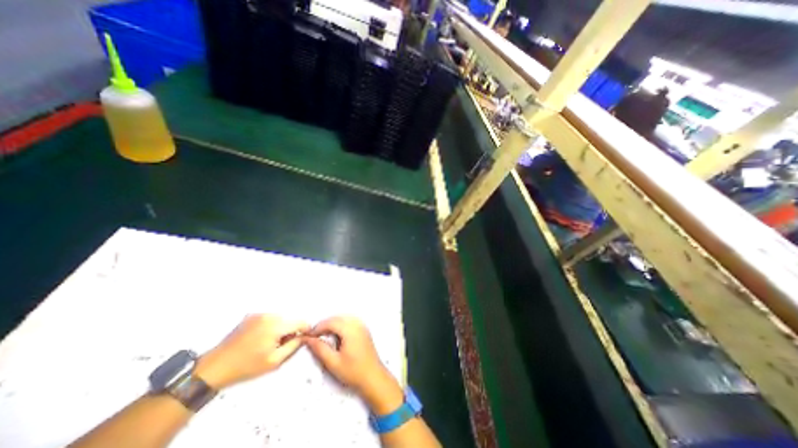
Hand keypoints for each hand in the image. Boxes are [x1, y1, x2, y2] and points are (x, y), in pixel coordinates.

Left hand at [195, 315, 309, 388]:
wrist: (214, 367)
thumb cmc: (246, 366)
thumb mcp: (274, 361)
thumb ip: (293, 346)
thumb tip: (304, 336)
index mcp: (276, 325)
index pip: (300, 322)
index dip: (305, 330)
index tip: (304, 338)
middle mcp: (269, 315)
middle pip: (290, 319)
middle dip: (290, 330)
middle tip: (281, 346)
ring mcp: (259, 314)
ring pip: (280, 318)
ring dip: (280, 328)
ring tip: (268, 343)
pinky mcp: (251, 315)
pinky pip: (269, 318)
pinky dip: (270, 326)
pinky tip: (260, 338)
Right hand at [306, 317, 406, 414]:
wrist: (373, 376)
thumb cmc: (353, 371)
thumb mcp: (333, 362)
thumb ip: (320, 349)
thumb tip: (308, 339)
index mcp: (350, 330)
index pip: (331, 322)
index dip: (318, 327)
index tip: (308, 336)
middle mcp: (357, 324)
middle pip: (337, 318)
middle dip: (324, 325)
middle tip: (314, 336)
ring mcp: (362, 325)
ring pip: (343, 318)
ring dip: (332, 324)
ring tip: (323, 336)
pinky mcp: (364, 329)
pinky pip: (349, 321)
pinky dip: (340, 324)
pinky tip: (335, 335)